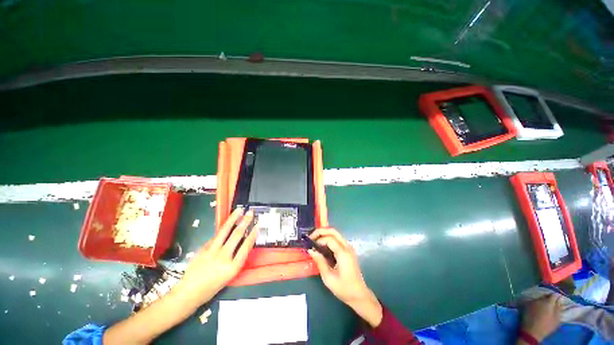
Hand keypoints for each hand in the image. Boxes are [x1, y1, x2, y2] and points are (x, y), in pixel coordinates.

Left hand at [175, 208, 258, 306]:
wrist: (189, 292)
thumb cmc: (212, 287)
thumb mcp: (229, 275)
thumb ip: (236, 258)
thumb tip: (240, 242)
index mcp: (232, 267)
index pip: (246, 246)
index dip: (253, 234)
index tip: (258, 225)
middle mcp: (223, 257)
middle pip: (237, 235)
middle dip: (245, 221)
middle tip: (250, 212)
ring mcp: (211, 251)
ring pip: (225, 231)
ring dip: (233, 218)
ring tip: (239, 210)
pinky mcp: (203, 248)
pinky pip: (215, 237)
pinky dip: (222, 230)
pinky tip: (227, 225)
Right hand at [308, 228, 382, 327]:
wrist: (359, 295)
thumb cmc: (344, 288)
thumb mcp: (328, 278)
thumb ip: (320, 262)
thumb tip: (311, 250)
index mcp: (343, 253)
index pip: (329, 239)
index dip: (318, 239)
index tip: (310, 245)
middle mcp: (347, 247)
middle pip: (333, 231)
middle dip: (321, 231)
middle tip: (311, 237)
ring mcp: (349, 248)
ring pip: (336, 233)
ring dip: (325, 234)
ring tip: (315, 240)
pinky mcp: (348, 250)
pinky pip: (337, 239)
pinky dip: (329, 238)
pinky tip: (322, 245)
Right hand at [520, 294, 562, 341]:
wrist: (533, 332)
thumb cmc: (529, 316)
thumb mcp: (529, 304)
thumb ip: (537, 299)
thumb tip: (542, 296)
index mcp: (549, 302)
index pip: (554, 294)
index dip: (551, 293)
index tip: (548, 293)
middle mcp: (556, 307)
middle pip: (559, 301)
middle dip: (556, 299)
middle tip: (551, 299)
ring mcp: (559, 316)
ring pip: (561, 308)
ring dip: (558, 306)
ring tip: (553, 306)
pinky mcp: (559, 322)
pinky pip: (560, 315)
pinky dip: (558, 313)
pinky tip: (554, 314)